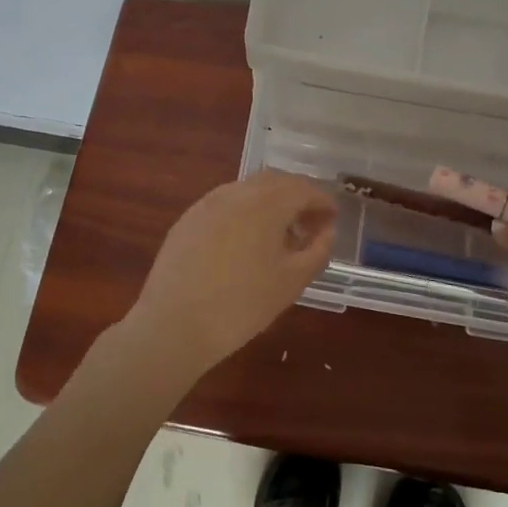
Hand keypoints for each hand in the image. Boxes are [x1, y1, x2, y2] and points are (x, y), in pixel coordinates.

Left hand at [122, 172, 337, 376]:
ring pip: (249, 190)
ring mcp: (208, 202)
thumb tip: (326, 230)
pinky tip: (245, 242)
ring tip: (279, 235)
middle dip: (297, 197)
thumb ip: (317, 250)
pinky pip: (226, 204)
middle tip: (310, 224)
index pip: (304, 189)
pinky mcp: (188, 218)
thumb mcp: (292, 281)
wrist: (174, 324)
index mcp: (267, 202)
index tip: (333, 219)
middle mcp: (237, 191)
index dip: (323, 201)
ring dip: (270, 202)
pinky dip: (245, 212)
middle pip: (276, 182)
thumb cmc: (242, 304)